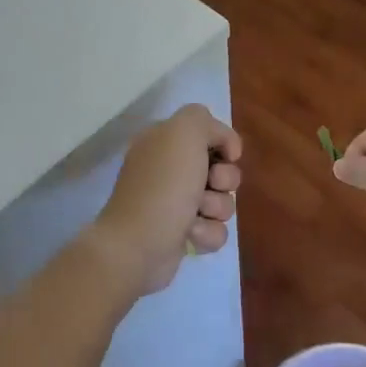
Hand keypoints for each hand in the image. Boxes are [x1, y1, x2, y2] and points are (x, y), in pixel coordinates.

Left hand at [89, 104, 242, 295]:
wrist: (138, 245)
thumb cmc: (163, 185)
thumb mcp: (184, 132)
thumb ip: (205, 121)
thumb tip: (225, 147)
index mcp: (164, 141)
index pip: (209, 132)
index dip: (224, 143)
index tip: (227, 156)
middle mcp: (170, 169)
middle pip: (222, 168)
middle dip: (224, 180)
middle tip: (208, 185)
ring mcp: (176, 203)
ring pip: (223, 201)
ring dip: (215, 208)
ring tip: (193, 216)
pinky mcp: (183, 234)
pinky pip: (215, 229)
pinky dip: (207, 233)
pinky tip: (189, 235)